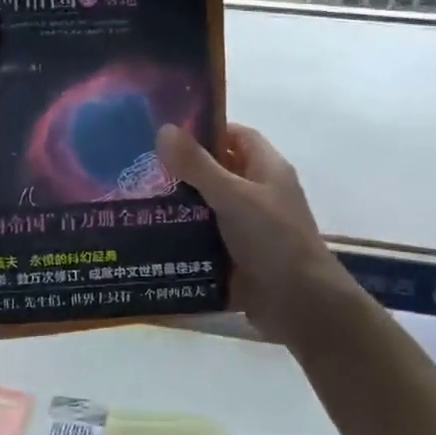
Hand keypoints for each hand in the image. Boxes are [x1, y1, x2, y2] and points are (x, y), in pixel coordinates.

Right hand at [156, 122, 351, 344]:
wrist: (301, 305)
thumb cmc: (273, 240)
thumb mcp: (233, 196)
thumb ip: (198, 165)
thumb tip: (164, 129)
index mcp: (266, 169)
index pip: (235, 135)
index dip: (204, 130)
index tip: (166, 133)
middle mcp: (258, 193)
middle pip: (216, 171)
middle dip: (181, 170)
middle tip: (139, 168)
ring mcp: (247, 227)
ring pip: (206, 207)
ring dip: (177, 206)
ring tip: (135, 201)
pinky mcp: (235, 257)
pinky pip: (204, 240)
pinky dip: (182, 238)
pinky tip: (149, 236)